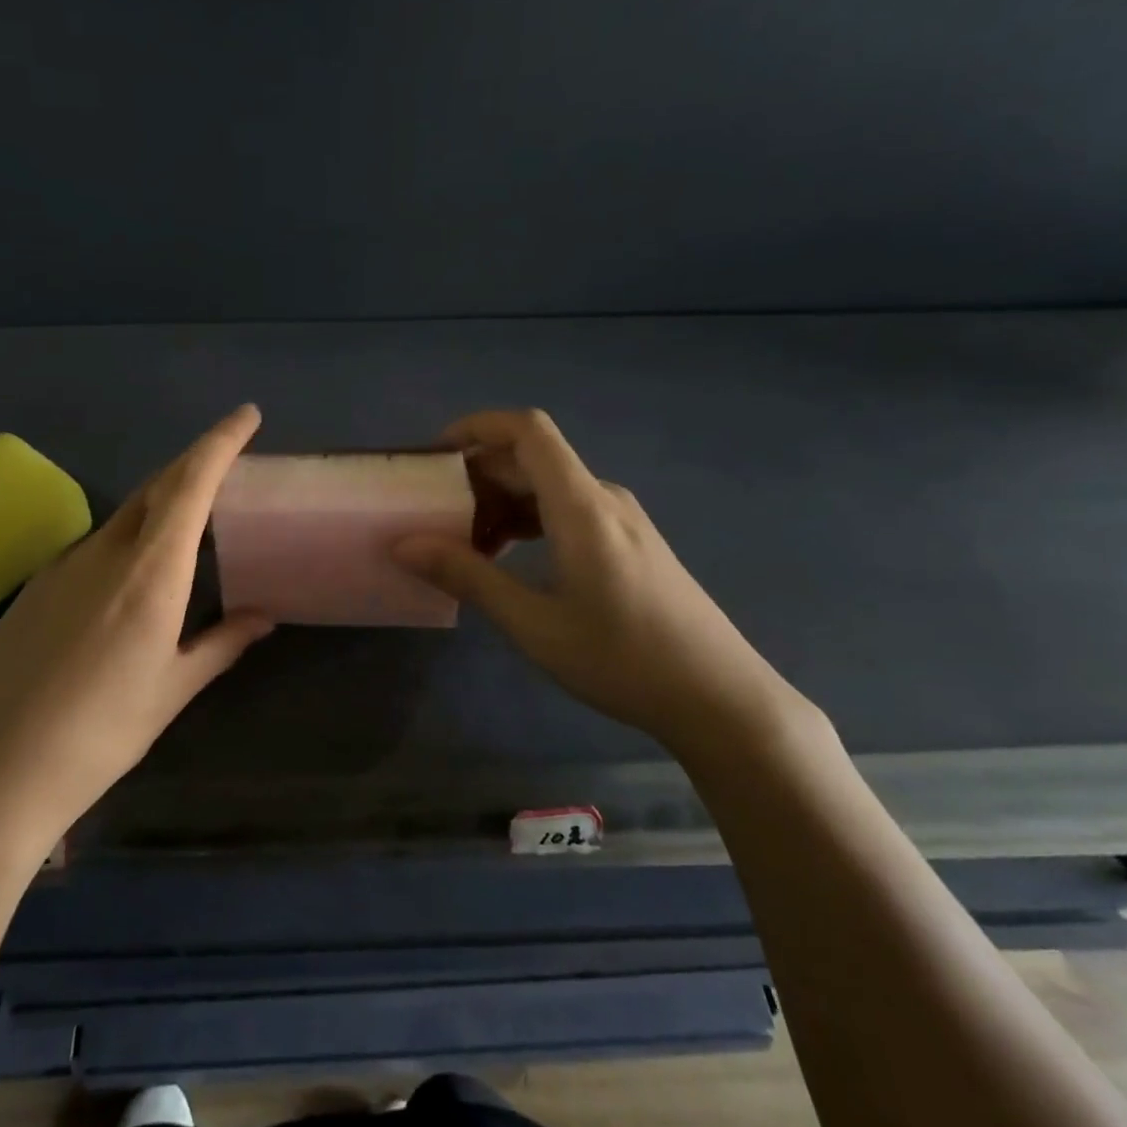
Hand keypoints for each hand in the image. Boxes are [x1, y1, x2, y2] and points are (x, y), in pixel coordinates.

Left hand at [0, 405, 273, 869]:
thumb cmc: (99, 735)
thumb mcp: (171, 690)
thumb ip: (221, 644)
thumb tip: (263, 618)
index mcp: (150, 572)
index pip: (190, 484)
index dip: (220, 442)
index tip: (247, 415)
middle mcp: (104, 553)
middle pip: (156, 487)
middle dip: (194, 464)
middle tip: (227, 463)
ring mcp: (61, 566)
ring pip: (123, 516)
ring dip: (160, 505)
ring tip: (188, 526)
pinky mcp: (33, 588)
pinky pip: (93, 546)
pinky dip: (126, 540)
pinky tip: (129, 580)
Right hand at [394, 409, 803, 752]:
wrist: (720, 699)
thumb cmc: (623, 660)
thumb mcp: (534, 624)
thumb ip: (469, 577)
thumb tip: (405, 545)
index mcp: (581, 505)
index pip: (527, 430)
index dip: (477, 427)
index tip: (434, 457)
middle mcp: (603, 498)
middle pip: (532, 460)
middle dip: (478, 478)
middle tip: (435, 518)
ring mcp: (622, 520)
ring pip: (549, 487)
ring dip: (502, 504)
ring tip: (467, 547)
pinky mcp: (632, 542)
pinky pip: (568, 510)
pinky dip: (530, 521)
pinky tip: (511, 560)